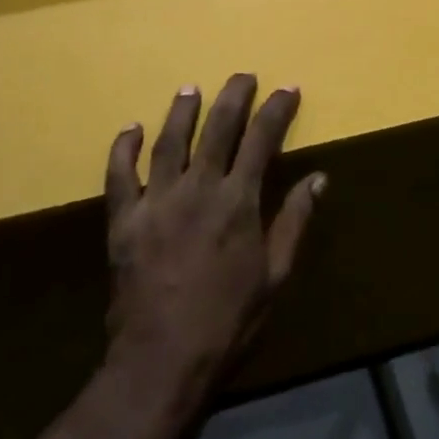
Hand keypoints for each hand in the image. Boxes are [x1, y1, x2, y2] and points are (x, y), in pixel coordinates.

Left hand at [103, 76, 325, 416]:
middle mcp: (198, 189)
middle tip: (243, 75)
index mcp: (238, 202)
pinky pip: (120, 176)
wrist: (160, 363)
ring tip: (191, 89)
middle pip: (217, 129)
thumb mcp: (274, 276)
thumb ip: (294, 222)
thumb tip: (318, 178)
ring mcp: (157, 201)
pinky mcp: (124, 220)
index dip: (276, 110)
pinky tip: (130, 129)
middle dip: (234, 97)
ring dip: (182, 111)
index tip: (288, 89)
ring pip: (169, 142)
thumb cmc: (228, 322)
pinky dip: (123, 149)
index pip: (262, 140)